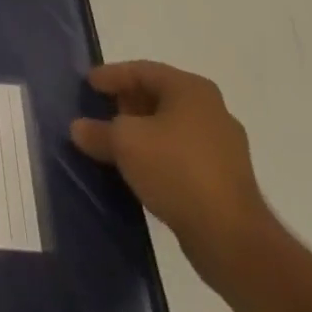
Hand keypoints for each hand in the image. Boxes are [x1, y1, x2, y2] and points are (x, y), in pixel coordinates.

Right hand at [70, 61, 272, 276]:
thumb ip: (98, 131)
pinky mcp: (228, 180)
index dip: (111, 76)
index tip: (88, 84)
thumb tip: (78, 128)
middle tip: (101, 111)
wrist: (233, 241)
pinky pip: (185, 155)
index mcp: (190, 88)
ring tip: (117, 142)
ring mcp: (224, 146)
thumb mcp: (125, 143)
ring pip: (172, 128)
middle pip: (159, 96)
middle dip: (128, 104)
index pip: (141, 70)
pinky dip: (161, 156)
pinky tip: (142, 170)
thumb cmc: (176, 171)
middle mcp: (211, 109)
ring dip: (144, 133)